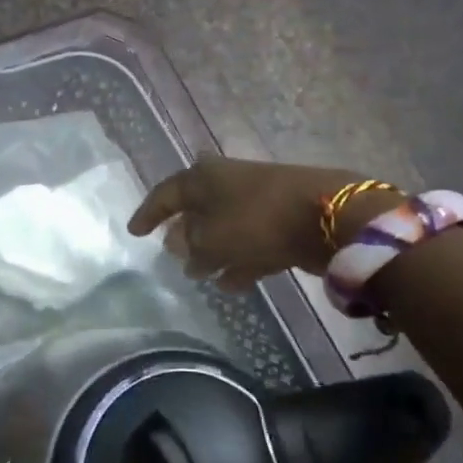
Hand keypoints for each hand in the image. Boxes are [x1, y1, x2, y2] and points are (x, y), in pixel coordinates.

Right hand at [128, 158, 392, 289]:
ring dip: (212, 250)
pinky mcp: (282, 219)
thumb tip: (177, 246)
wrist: (329, 215)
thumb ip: (189, 246)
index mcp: (202, 177)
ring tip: (199, 277)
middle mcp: (227, 182)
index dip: (147, 214)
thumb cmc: (255, 220)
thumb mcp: (210, 239)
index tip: (134, 232)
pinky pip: (250, 241)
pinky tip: (231, 284)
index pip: (165, 194)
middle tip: (170, 253)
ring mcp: (257, 200)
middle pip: (197, 208)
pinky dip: (238, 259)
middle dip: (184, 232)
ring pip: (225, 226)